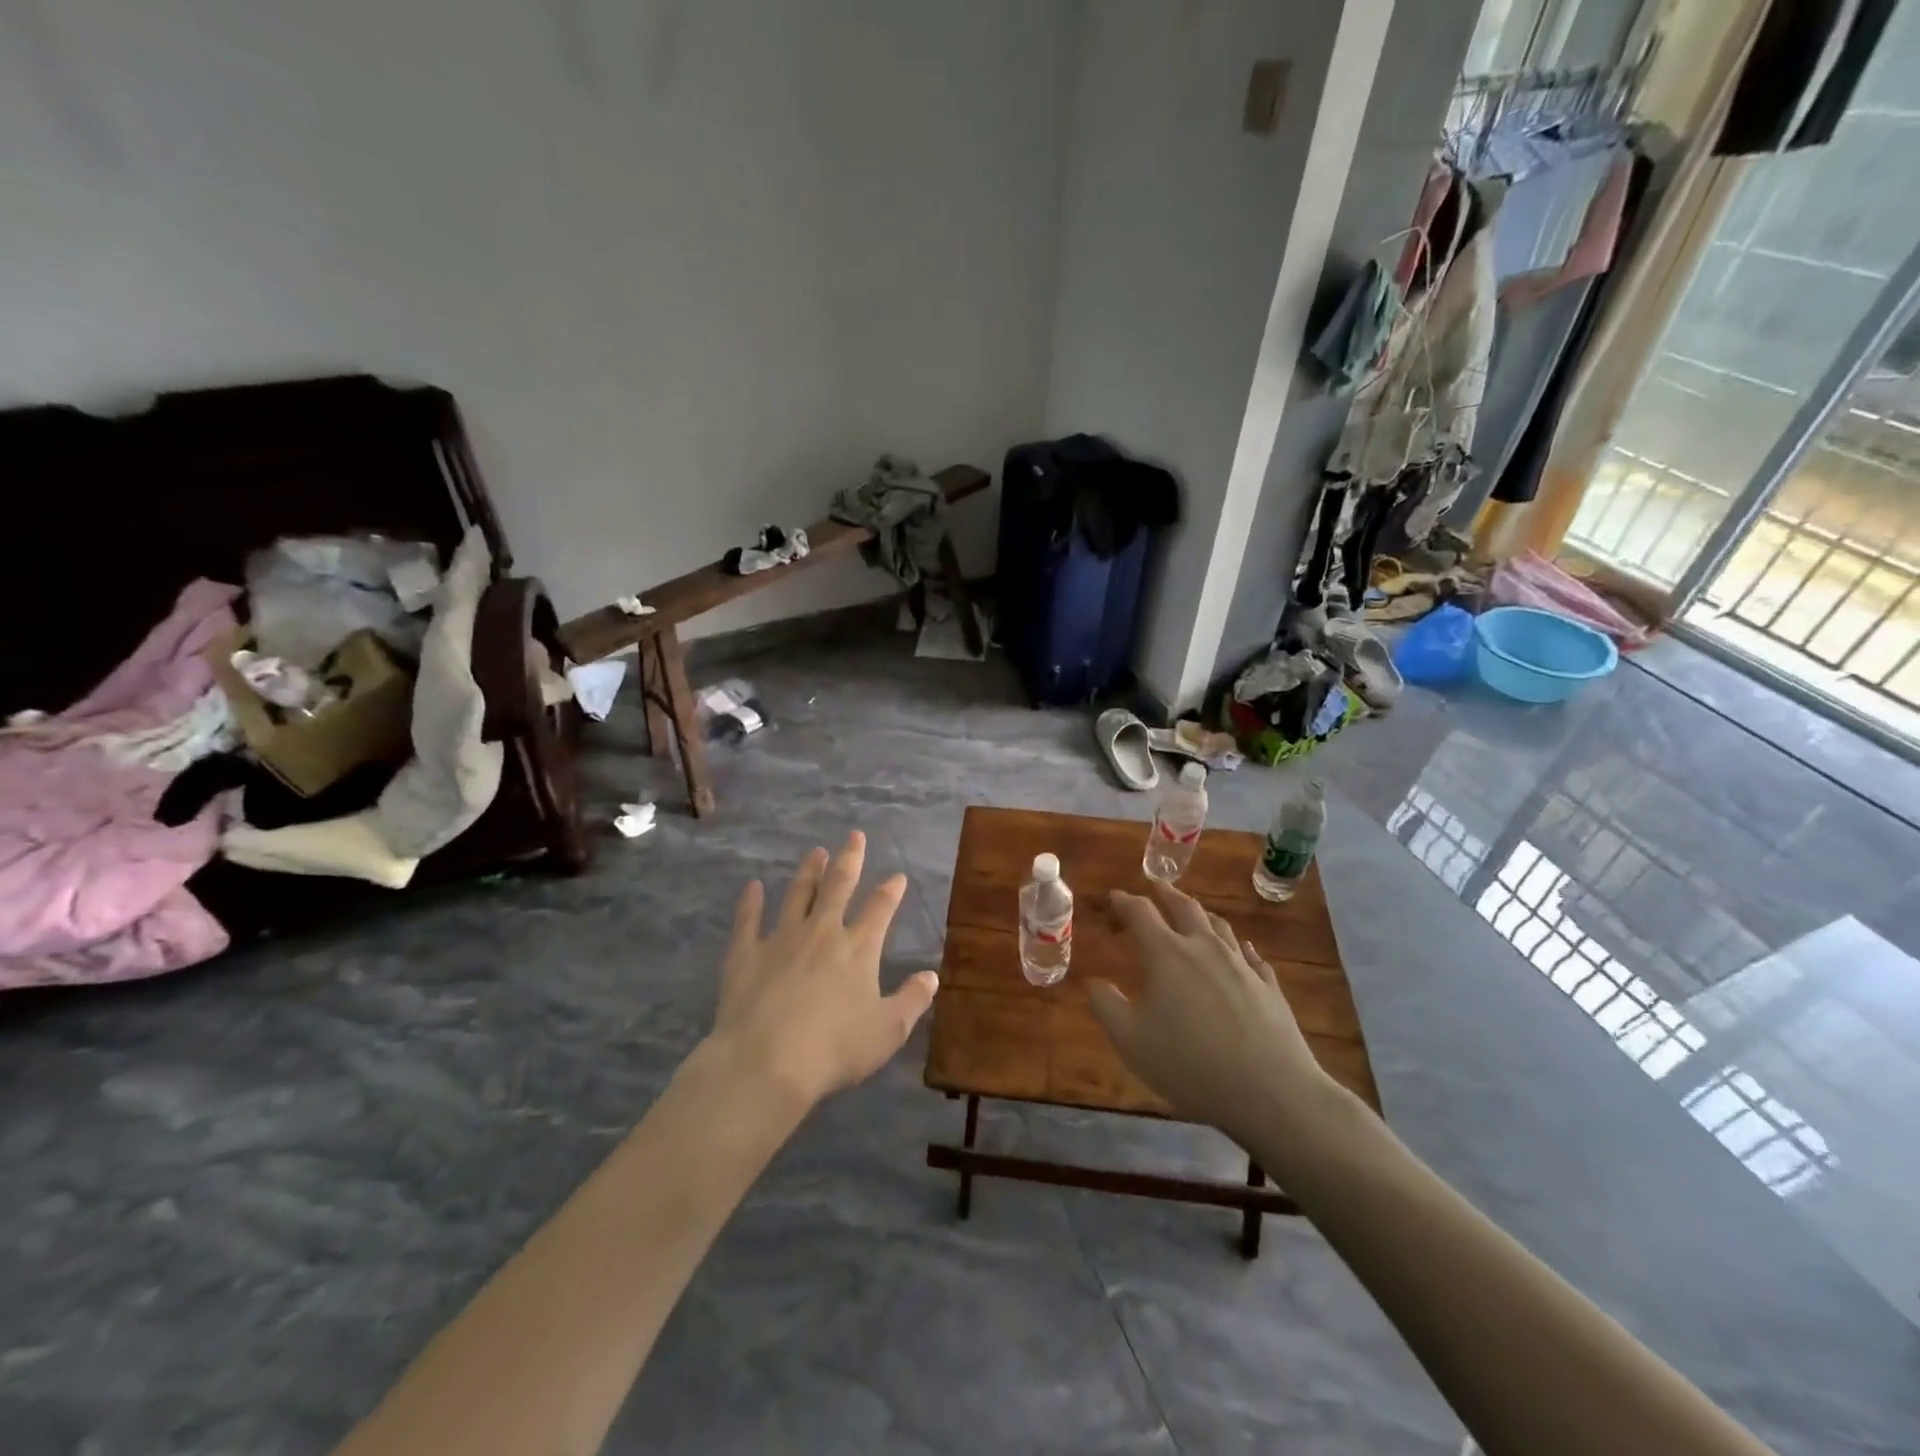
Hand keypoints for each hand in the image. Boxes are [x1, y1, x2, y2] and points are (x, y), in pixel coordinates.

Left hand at [708, 832, 939, 1110]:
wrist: (766, 1062)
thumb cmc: (835, 1049)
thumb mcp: (888, 1031)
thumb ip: (912, 1000)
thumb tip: (932, 976)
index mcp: (858, 948)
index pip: (879, 909)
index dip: (890, 890)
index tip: (897, 876)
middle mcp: (821, 932)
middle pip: (838, 886)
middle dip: (849, 859)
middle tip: (854, 835)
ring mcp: (781, 939)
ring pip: (797, 895)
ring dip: (808, 872)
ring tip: (815, 852)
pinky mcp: (746, 955)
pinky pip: (748, 920)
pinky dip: (750, 902)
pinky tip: (752, 887)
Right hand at [1090, 882, 1335, 1146]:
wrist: (1271, 1091)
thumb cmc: (1189, 1064)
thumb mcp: (1130, 1041)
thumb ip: (1107, 1007)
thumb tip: (1095, 982)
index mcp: (1166, 954)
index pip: (1141, 913)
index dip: (1125, 902)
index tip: (1114, 897)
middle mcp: (1204, 948)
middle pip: (1184, 907)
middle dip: (1165, 894)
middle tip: (1155, 886)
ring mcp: (1241, 965)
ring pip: (1219, 926)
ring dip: (1201, 914)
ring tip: (1193, 912)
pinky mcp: (1269, 986)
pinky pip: (1251, 955)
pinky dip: (1238, 946)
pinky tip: (1240, 951)